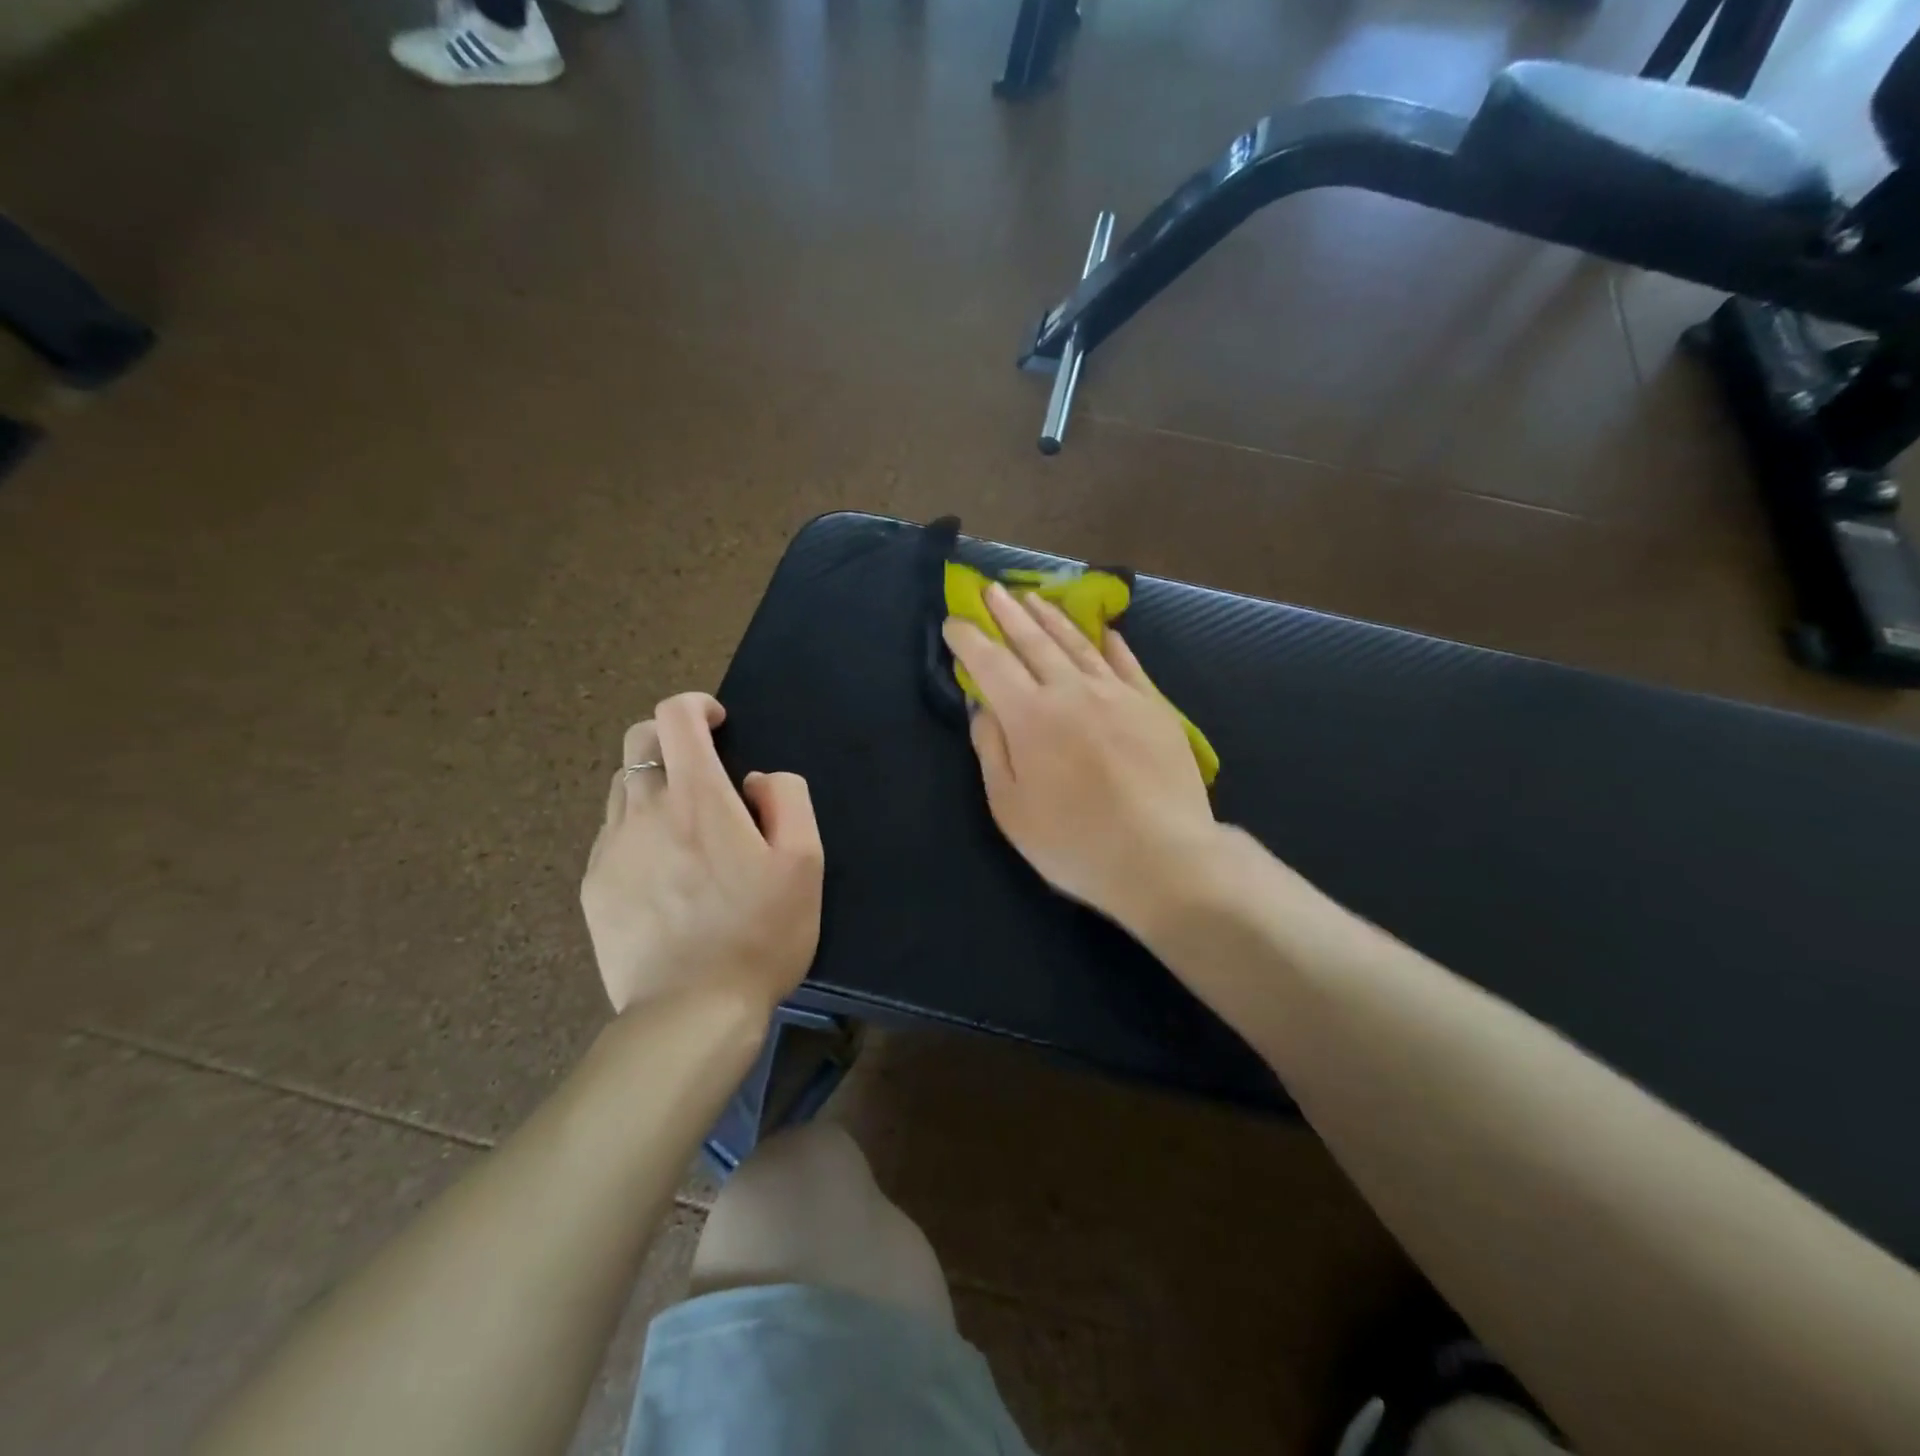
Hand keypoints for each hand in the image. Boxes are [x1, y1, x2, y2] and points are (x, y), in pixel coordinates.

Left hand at [581, 693, 823, 1014]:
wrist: (692, 1013)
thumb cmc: (760, 934)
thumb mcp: (805, 862)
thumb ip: (787, 799)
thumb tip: (754, 780)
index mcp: (697, 798)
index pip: (674, 716)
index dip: (696, 705)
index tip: (719, 724)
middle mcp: (644, 811)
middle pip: (638, 742)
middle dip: (670, 738)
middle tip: (704, 770)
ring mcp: (611, 849)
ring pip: (622, 788)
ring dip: (654, 785)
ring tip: (686, 825)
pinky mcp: (595, 886)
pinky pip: (613, 834)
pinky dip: (638, 829)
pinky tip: (665, 870)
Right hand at [942, 583, 1217, 928]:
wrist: (1163, 856)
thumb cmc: (1075, 842)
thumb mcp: (1011, 808)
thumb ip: (992, 750)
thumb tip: (982, 707)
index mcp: (1030, 716)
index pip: (991, 664)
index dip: (969, 639)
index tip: (954, 621)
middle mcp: (1071, 691)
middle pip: (1033, 642)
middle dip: (1007, 613)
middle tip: (991, 589)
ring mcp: (1117, 694)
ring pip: (1077, 644)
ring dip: (1051, 618)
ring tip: (1033, 597)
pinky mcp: (1152, 706)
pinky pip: (1126, 663)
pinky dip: (1110, 643)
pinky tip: (1103, 630)